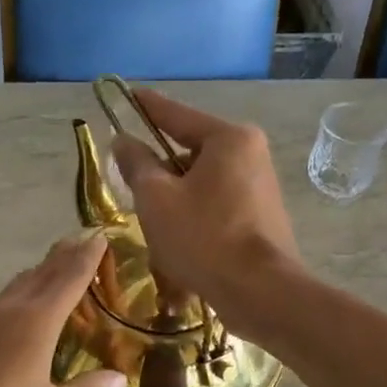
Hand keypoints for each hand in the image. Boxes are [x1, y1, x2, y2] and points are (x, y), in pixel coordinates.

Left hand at [0, 233, 125, 386]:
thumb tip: (120, 379)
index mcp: (39, 322)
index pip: (70, 279)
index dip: (87, 257)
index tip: (98, 236)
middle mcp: (8, 310)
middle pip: (40, 275)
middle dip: (61, 257)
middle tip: (76, 240)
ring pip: (11, 288)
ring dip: (33, 277)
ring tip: (44, 274)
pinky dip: (1, 303)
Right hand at [110, 89, 300, 329]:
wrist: (260, 292)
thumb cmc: (204, 237)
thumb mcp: (157, 198)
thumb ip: (137, 164)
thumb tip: (123, 140)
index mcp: (229, 139)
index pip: (177, 115)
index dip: (147, 107)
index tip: (128, 94)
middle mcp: (251, 155)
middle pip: (190, 154)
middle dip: (161, 175)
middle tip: (134, 192)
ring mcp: (261, 189)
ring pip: (201, 186)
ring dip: (175, 205)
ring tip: (157, 233)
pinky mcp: (262, 219)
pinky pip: (217, 210)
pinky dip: (196, 223)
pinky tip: (181, 251)